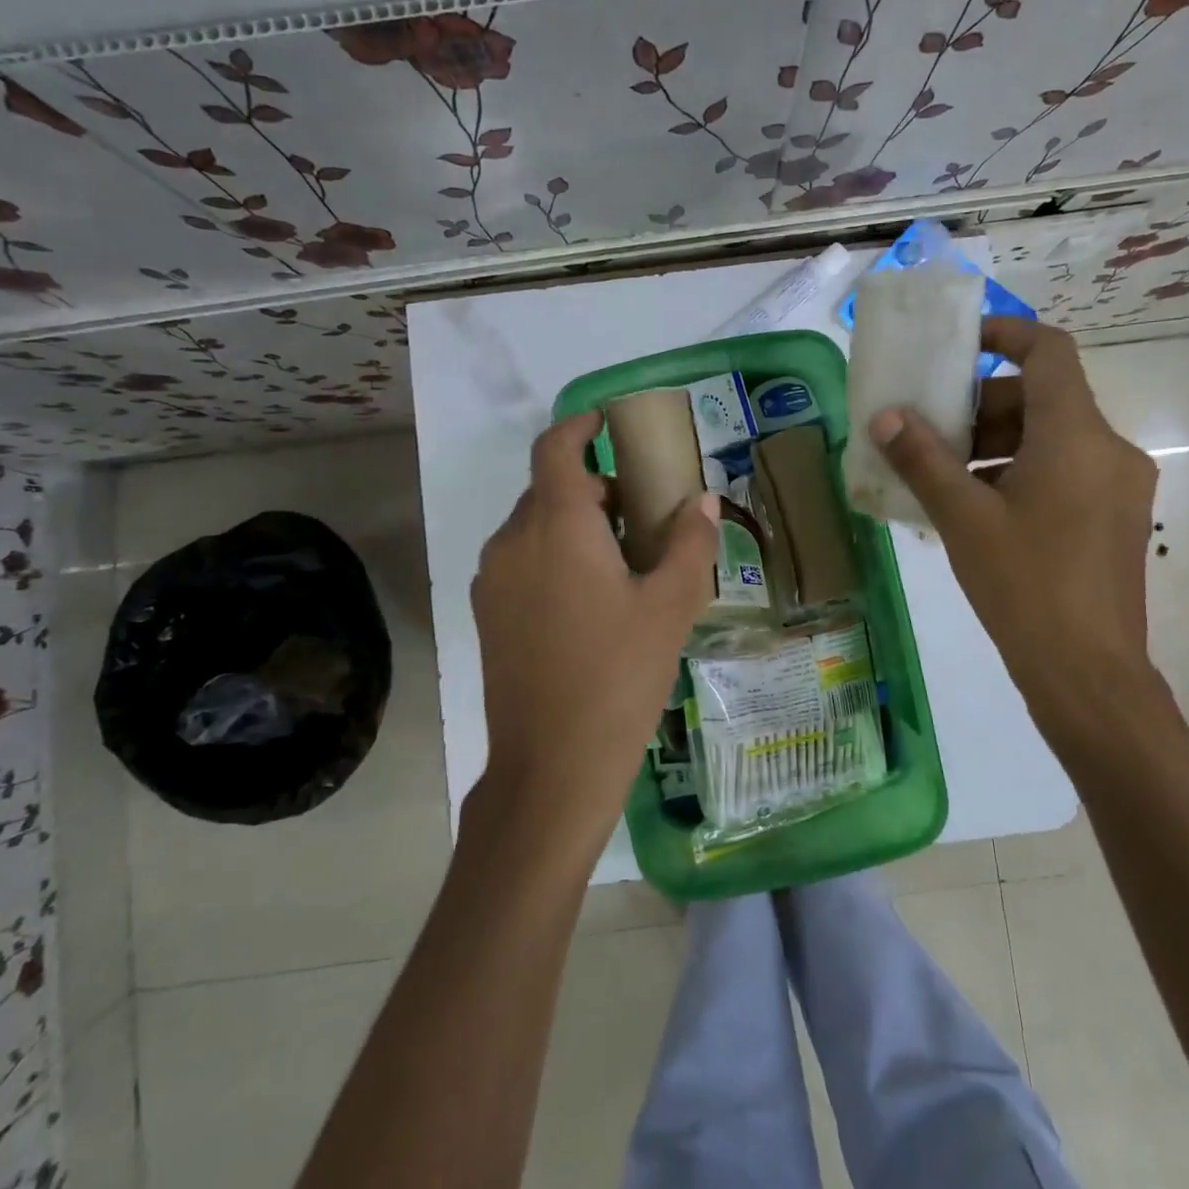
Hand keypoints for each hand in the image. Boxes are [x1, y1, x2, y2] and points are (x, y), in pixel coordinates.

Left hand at [470, 410, 718, 841]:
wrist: (551, 766)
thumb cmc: (619, 676)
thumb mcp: (671, 607)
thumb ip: (690, 543)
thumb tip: (701, 500)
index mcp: (555, 526)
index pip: (556, 448)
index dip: (580, 425)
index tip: (609, 422)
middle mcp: (513, 540)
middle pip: (550, 488)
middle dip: (595, 488)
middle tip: (644, 514)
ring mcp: (493, 579)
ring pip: (535, 526)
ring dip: (576, 524)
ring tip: (624, 561)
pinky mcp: (488, 613)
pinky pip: (522, 560)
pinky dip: (555, 554)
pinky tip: (591, 600)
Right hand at [868, 317, 1163, 748]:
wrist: (1088, 674)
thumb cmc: (1024, 586)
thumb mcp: (963, 518)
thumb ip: (923, 460)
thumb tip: (885, 417)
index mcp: (1078, 437)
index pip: (1049, 352)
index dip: (1005, 334)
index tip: (959, 344)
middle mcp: (1110, 450)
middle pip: (1044, 398)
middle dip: (984, 405)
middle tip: (932, 431)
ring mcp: (1118, 487)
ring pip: (1052, 438)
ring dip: (997, 443)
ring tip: (945, 476)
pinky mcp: (1115, 519)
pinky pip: (1063, 472)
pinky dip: (1019, 472)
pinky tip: (977, 509)